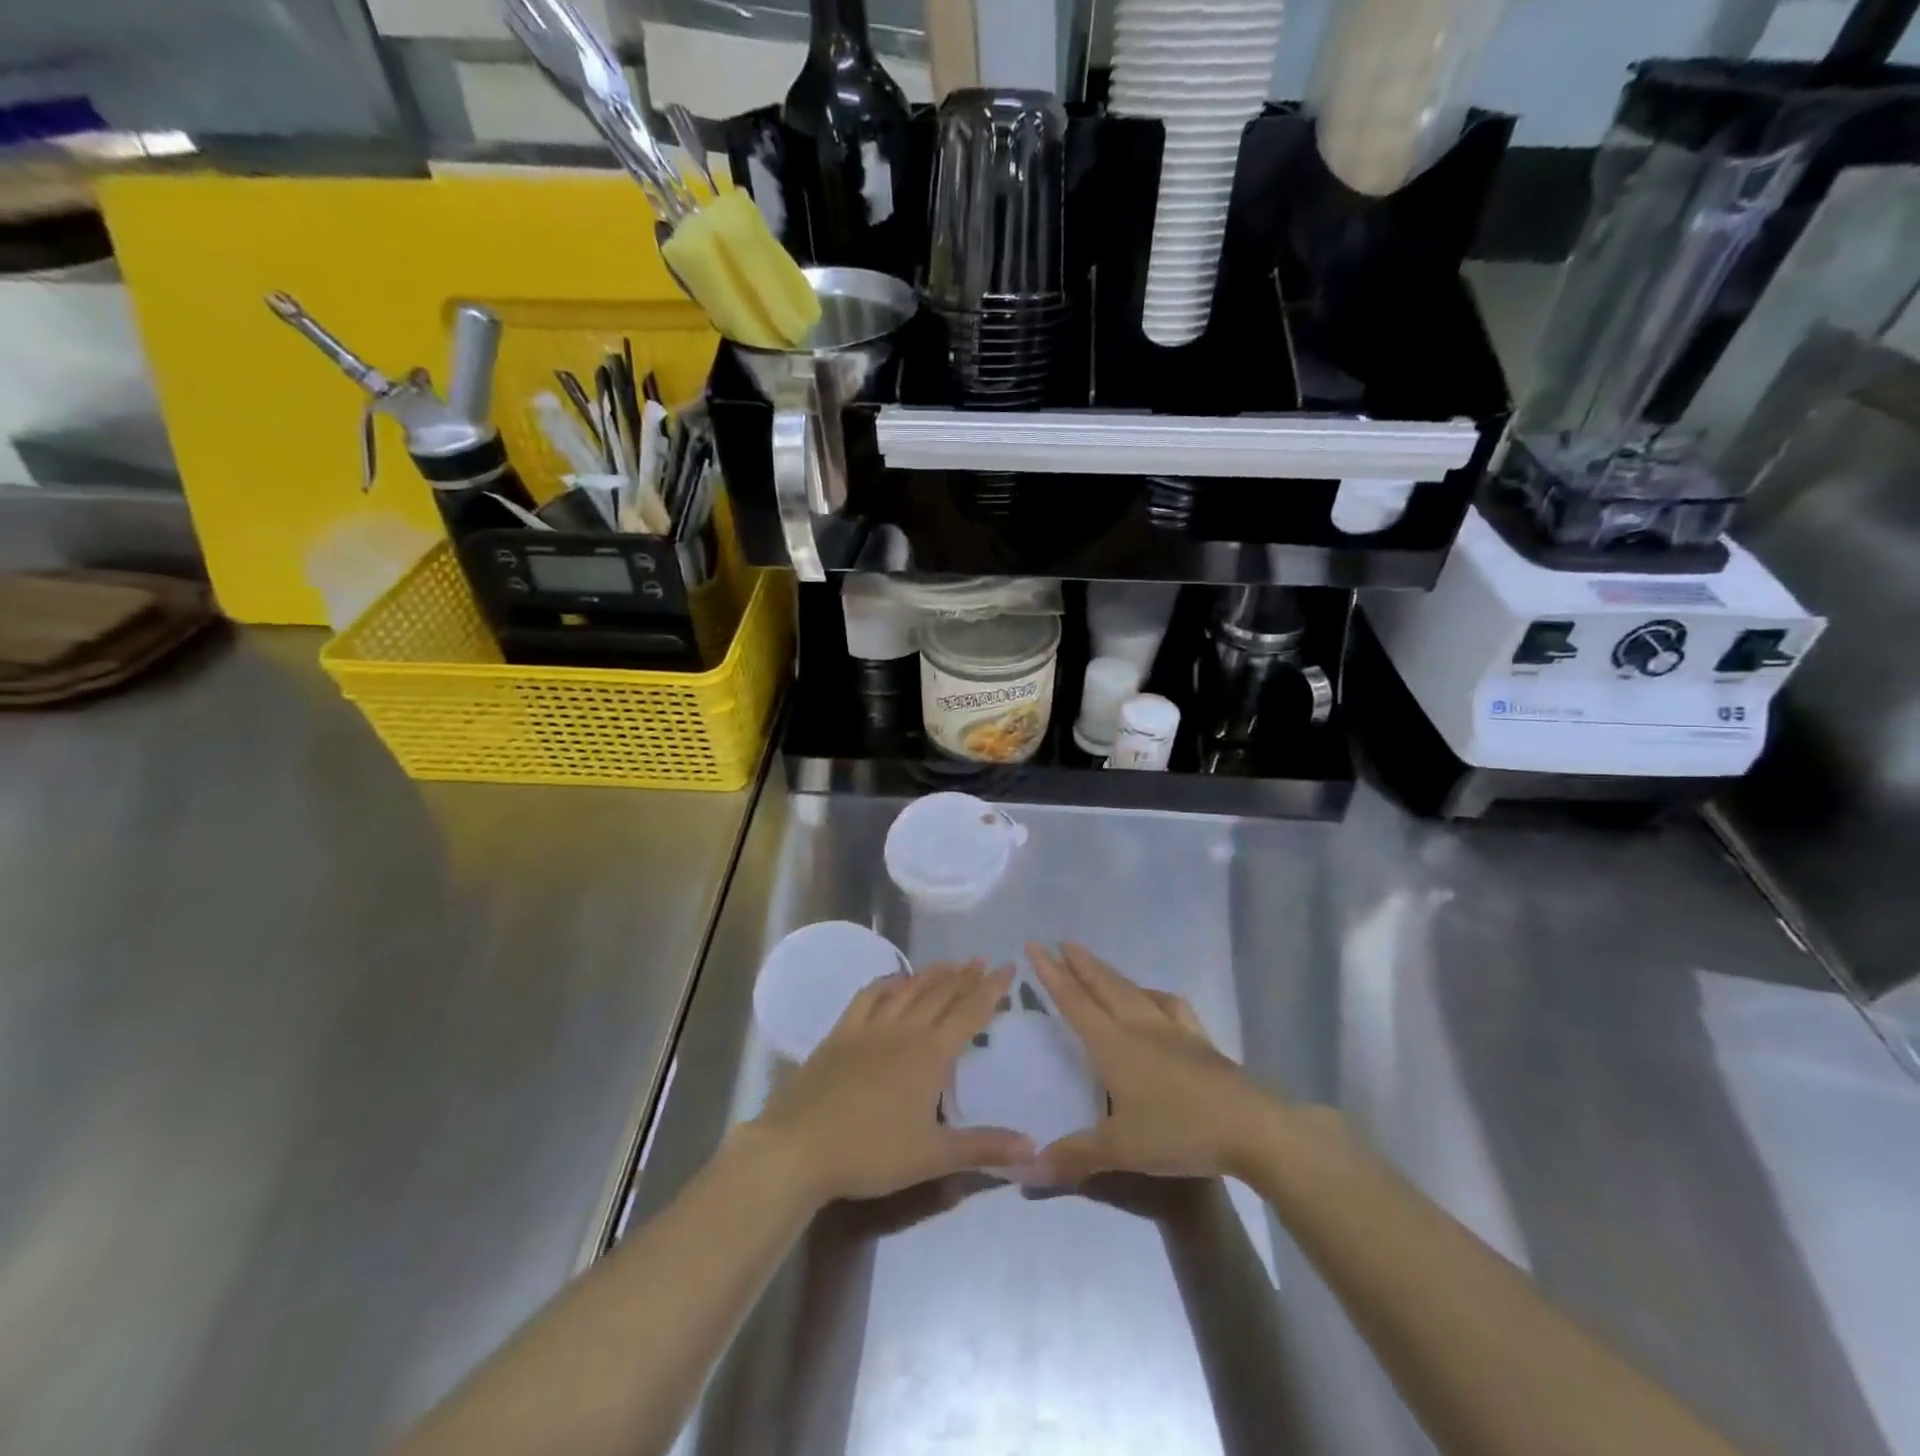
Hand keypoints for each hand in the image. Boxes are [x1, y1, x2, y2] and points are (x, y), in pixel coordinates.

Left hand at [747, 961, 1033, 1205]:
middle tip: (982, 962)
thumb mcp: (934, 1156)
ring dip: (932, 974)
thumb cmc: (872, 1152)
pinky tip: (894, 981)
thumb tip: (1034, 1146)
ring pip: (908, 989)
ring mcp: (870, 1027)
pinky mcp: (842, 1032)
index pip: (969, 1012)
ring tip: (949, 964)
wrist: (802, 1146)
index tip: (1007, 968)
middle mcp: (904, 1030)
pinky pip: (869, 996)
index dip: (991, 990)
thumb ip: (985, 1148)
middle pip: (941, 994)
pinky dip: (887, 983)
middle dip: (965, 976)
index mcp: (930, 1054)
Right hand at [1026, 942, 1278, 1185]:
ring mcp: (1172, 1029)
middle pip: (1103, 986)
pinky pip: (1169, 1004)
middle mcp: (1138, 1026)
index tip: (1034, 946)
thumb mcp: (1120, 1149)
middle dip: (1080, 963)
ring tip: (1096, 964)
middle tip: (1060, 942)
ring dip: (1110, 973)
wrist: (1249, 1127)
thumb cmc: (1179, 1132)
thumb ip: (1073, 1156)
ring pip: (1133, 990)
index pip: (1074, 1002)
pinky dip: (1153, 994)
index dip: (1051, 974)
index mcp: (1113, 1045)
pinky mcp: (1198, 1038)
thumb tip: (1024, 1170)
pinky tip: (1153, 997)